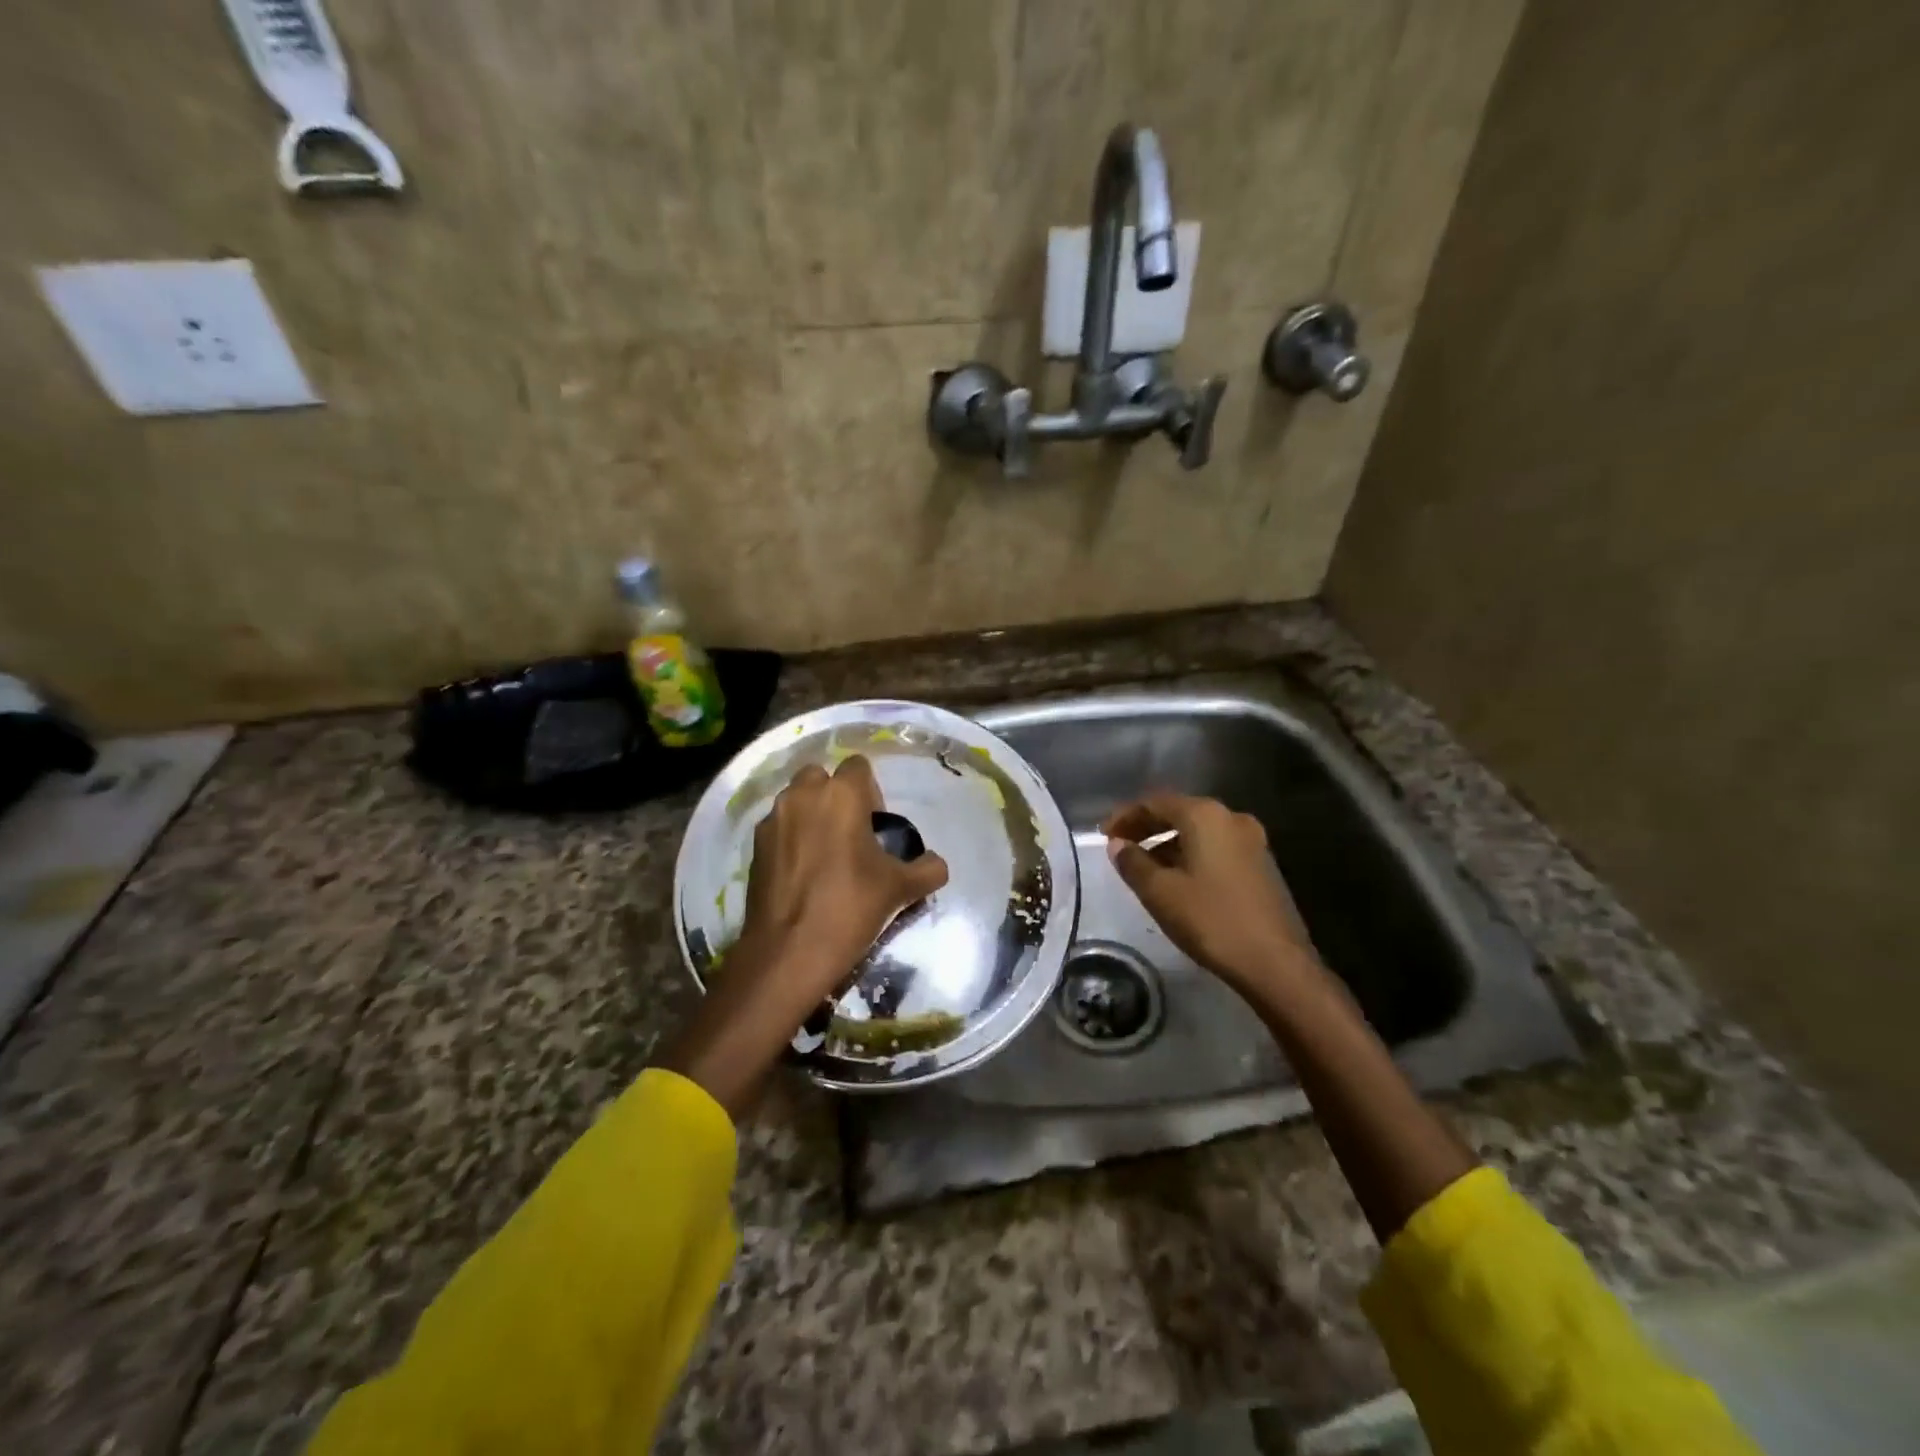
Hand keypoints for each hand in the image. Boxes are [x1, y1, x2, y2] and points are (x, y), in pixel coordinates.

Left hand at [661, 755, 947, 1118]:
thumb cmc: (850, 908)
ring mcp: (773, 819)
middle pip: (823, 777)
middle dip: (836, 797)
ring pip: (797, 800)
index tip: (876, 826)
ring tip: (826, 855)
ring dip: (812, 815)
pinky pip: (779, 827)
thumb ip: (928, 869)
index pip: (859, 766)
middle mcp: (803, 795)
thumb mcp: (901, 889)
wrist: (788, 952)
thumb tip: (936, 864)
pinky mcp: (754, 845)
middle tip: (851, 836)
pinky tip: (803, 873)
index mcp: (841, 794)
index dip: (871, 791)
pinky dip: (792, 838)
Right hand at [1103, 792, 1318, 994]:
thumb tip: (1117, 845)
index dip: (1125, 816)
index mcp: (1205, 816)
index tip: (1102, 834)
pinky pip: (1215, 847)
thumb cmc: (1211, 920)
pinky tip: (1174, 878)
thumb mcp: (1160, 892)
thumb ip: (1133, 862)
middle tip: (1118, 846)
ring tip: (1141, 865)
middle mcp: (1231, 818)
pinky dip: (1189, 854)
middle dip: (1146, 827)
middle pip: (1178, 812)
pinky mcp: (1260, 864)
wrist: (1274, 963)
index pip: (1155, 802)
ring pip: (1198, 831)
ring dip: (1167, 842)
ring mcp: (1251, 841)